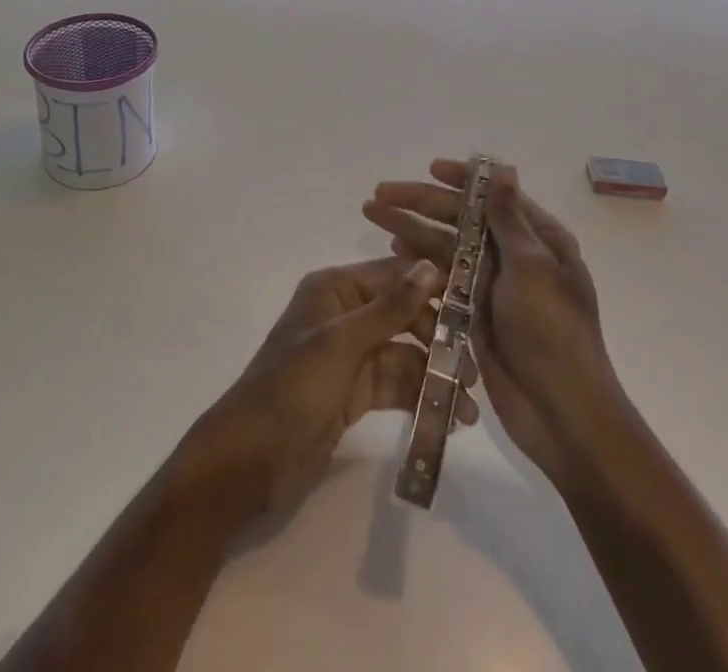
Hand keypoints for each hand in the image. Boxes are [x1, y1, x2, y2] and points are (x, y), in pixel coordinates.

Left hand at [175, 258, 478, 521]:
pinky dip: (420, 397)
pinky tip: (450, 418)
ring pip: (404, 354)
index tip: (478, 303)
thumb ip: (390, 307)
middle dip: (439, 339)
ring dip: (435, 375)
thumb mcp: (342, 343)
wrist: (249, 460)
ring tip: (470, 406)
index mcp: (335, 289)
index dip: (434, 286)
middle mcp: (345, 314)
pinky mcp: (355, 393)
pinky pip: (395, 385)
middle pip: (403, 315)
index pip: (393, 275)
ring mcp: (350, 355)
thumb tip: (431, 266)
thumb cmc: (292, 388)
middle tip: (475, 369)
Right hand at [364, 160, 626, 490]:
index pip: (494, 195)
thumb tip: (502, 168)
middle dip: (420, 203)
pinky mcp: (474, 315)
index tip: (429, 168)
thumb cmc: (552, 331)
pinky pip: (442, 280)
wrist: (563, 414)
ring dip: (411, 229)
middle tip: (379, 193)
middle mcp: (514, 256)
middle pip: (460, 219)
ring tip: (373, 215)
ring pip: (445, 247)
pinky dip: (419, 265)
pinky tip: (394, 252)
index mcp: (539, 239)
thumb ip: (508, 218)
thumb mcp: (532, 267)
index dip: (460, 179)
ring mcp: (493, 286)